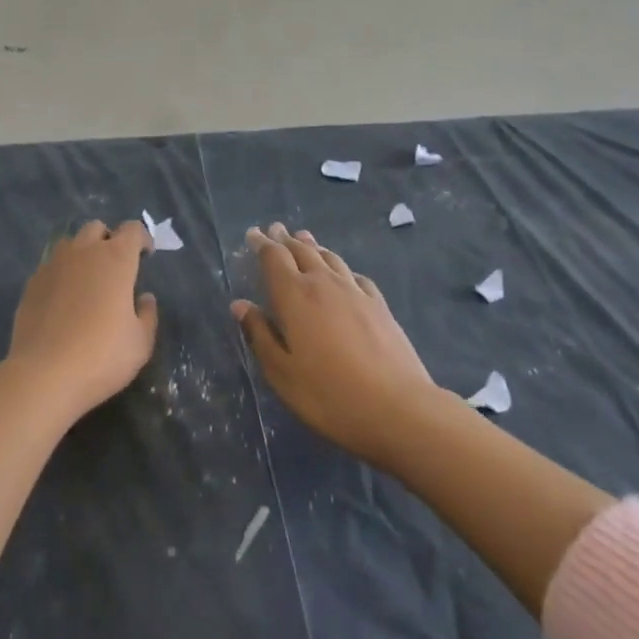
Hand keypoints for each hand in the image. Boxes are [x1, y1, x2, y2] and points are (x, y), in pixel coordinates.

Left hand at [8, 219, 159, 420]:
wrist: (44, 375)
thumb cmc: (102, 357)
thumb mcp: (140, 343)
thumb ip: (147, 315)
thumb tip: (145, 298)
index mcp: (116, 259)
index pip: (132, 229)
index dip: (142, 238)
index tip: (145, 256)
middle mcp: (84, 252)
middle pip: (97, 228)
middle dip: (109, 240)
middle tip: (115, 268)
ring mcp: (53, 264)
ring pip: (70, 243)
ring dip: (82, 253)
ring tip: (87, 281)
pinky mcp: (31, 283)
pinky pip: (50, 267)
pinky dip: (61, 274)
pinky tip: (62, 301)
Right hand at [232, 223, 435, 467]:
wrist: (398, 408)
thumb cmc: (329, 395)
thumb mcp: (282, 373)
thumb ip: (260, 335)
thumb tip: (240, 304)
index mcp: (295, 296)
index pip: (274, 258)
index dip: (261, 244)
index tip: (253, 234)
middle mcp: (324, 283)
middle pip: (302, 251)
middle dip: (286, 239)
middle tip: (275, 229)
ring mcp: (355, 291)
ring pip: (329, 258)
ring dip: (313, 246)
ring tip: (305, 239)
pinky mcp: (379, 305)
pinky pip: (354, 275)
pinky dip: (341, 267)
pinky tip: (343, 273)